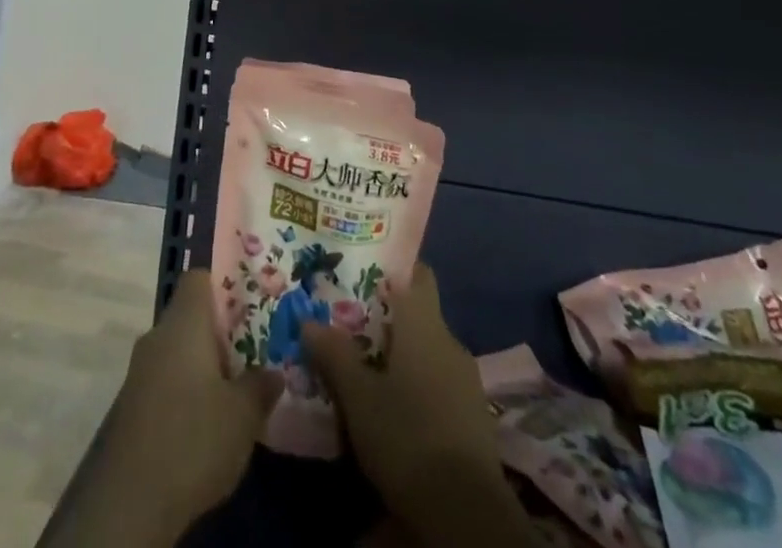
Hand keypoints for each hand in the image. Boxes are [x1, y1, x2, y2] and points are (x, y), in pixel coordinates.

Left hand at [47, 269, 278, 547]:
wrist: (129, 503)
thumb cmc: (193, 438)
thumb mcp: (243, 414)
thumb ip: (261, 385)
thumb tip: (274, 372)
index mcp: (184, 322)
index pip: (199, 278)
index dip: (224, 285)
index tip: (249, 306)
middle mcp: (157, 336)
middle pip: (190, 317)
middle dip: (220, 333)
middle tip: (252, 352)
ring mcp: (139, 372)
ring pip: (177, 352)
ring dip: (202, 367)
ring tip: (235, 390)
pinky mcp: (131, 407)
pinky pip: (165, 382)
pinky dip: (185, 393)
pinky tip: (205, 423)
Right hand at [303, 266, 536, 547]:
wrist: (466, 513)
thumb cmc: (407, 436)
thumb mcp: (359, 398)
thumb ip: (334, 355)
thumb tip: (308, 320)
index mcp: (425, 325)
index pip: (418, 274)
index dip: (395, 269)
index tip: (366, 270)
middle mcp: (450, 342)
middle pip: (419, 315)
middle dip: (388, 319)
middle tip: (351, 324)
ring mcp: (466, 381)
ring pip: (428, 353)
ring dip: (402, 357)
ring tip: (367, 368)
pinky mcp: (473, 417)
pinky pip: (439, 384)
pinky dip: (418, 387)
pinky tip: (395, 408)